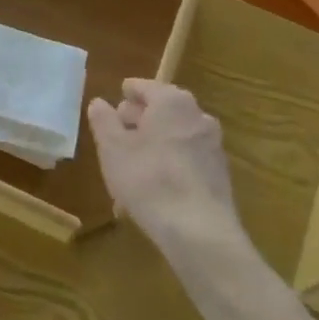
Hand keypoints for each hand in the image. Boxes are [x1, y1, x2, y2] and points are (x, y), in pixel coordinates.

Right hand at [88, 80, 242, 256]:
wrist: (200, 232)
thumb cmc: (149, 179)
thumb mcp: (113, 149)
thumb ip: (104, 121)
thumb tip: (99, 103)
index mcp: (172, 101)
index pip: (145, 87)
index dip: (128, 92)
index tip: (118, 96)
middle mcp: (197, 115)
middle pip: (163, 110)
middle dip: (140, 120)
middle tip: (119, 133)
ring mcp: (212, 145)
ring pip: (175, 136)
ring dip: (154, 145)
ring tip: (132, 165)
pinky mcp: (219, 174)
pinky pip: (187, 159)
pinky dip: (170, 164)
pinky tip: (154, 187)